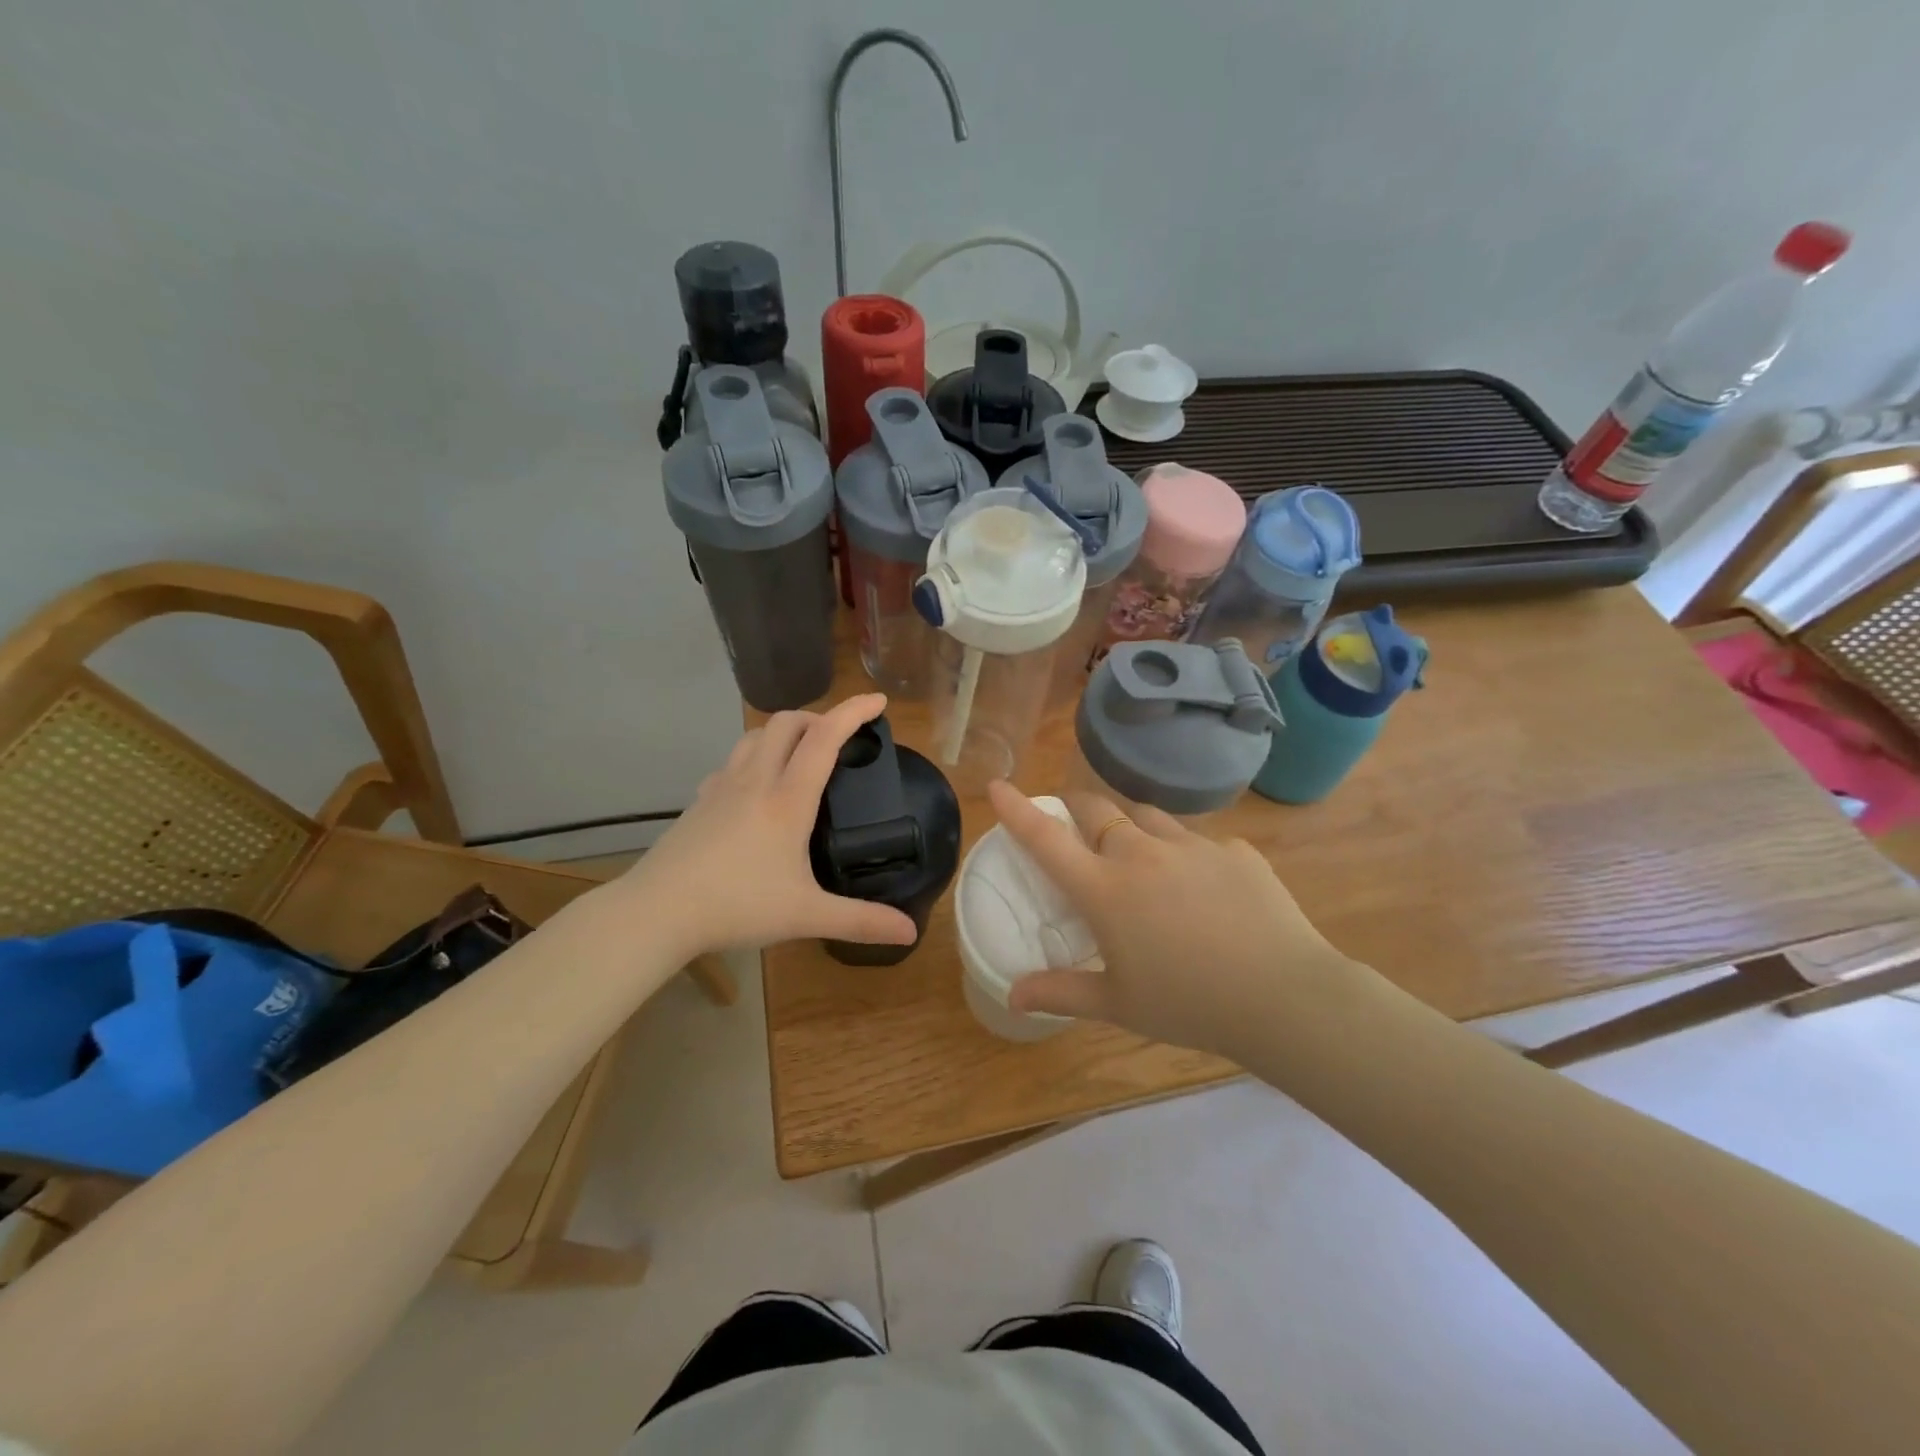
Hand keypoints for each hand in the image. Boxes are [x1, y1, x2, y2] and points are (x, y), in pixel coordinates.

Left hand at [618, 694, 919, 958]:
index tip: (878, 700)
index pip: (825, 738)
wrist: (657, 912)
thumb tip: (910, 932)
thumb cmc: (736, 907)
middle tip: (840, 737)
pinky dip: (755, 757)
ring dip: (784, 732)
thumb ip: (860, 920)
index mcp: (787, 800)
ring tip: (802, 754)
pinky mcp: (700, 801)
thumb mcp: (806, 916)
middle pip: (786, 723)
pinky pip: (732, 761)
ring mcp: (722, 787)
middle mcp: (755, 781)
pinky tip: (756, 787)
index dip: (854, 712)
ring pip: (755, 736)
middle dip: (818, 717)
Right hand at [988, 782, 1377, 1060]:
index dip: (1017, 810)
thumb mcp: (1117, 1004)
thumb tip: (1011, 995)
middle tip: (1080, 832)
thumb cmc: (1188, 1005)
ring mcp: (1192, 846)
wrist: (1285, 997)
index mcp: (1105, 889)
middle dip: (1079, 812)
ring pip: (1148, 818)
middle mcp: (1142, 854)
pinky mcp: (1235, 851)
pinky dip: (1187, 857)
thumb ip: (1060, 992)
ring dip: (1132, 830)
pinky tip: (1206, 892)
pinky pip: (1199, 842)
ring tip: (1143, 862)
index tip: (997, 785)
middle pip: (1097, 810)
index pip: (1046, 839)